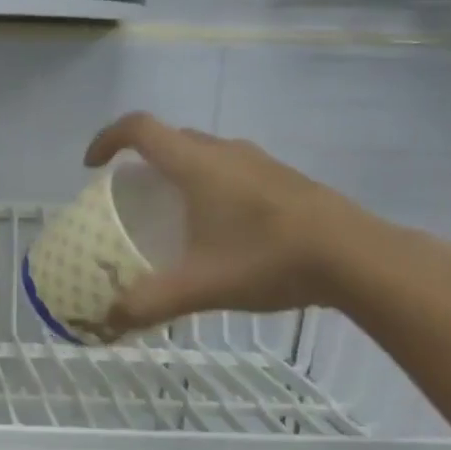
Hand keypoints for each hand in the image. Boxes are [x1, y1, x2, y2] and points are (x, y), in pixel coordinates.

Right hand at [83, 113, 379, 328]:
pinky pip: (230, 167)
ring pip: (203, 152)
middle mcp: (224, 152)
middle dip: (140, 160)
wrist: (359, 257)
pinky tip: (220, 225)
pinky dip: (208, 182)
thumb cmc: (269, 259)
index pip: (139, 128)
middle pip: (169, 138)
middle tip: (130, 195)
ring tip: (172, 210)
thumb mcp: (200, 286)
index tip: (91, 167)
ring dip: (177, 170)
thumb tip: (107, 321)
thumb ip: (149, 303)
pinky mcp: (283, 177)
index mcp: (195, 164)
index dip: (107, 140)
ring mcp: (259, 161)